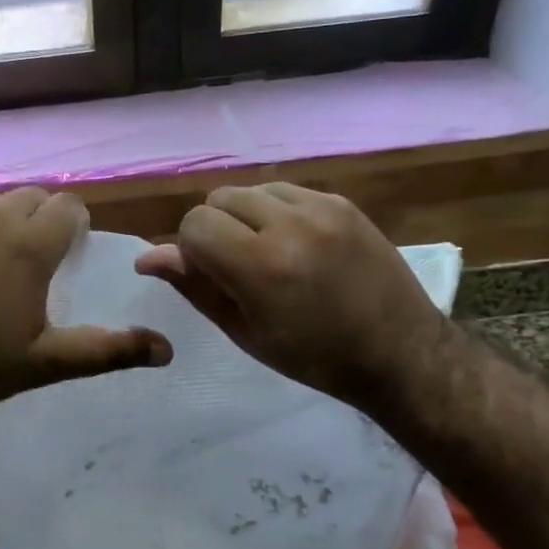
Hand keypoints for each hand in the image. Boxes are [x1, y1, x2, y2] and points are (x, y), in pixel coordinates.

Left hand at [0, 185, 171, 407]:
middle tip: (33, 256)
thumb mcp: (46, 362)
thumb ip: (108, 350)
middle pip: (34, 196)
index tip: (69, 251)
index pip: (70, 208)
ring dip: (4, 214)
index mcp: (32, 244)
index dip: (75, 226)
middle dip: (42, 218)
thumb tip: (167, 350)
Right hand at [135, 182, 445, 400]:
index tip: (212, 277)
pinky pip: (286, 191)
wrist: (400, 352)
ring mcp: (321, 208)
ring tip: (268, 252)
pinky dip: (276, 212)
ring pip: (251, 190)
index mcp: (262, 266)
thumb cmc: (314, 358)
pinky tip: (295, 243)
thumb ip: (196, 287)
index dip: (191, 251)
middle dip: (215, 230)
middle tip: (237, 267)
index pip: (194, 225)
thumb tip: (148, 257)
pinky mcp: (342, 202)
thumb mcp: (245, 332)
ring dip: (244, 216)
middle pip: (218, 199)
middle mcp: (290, 224)